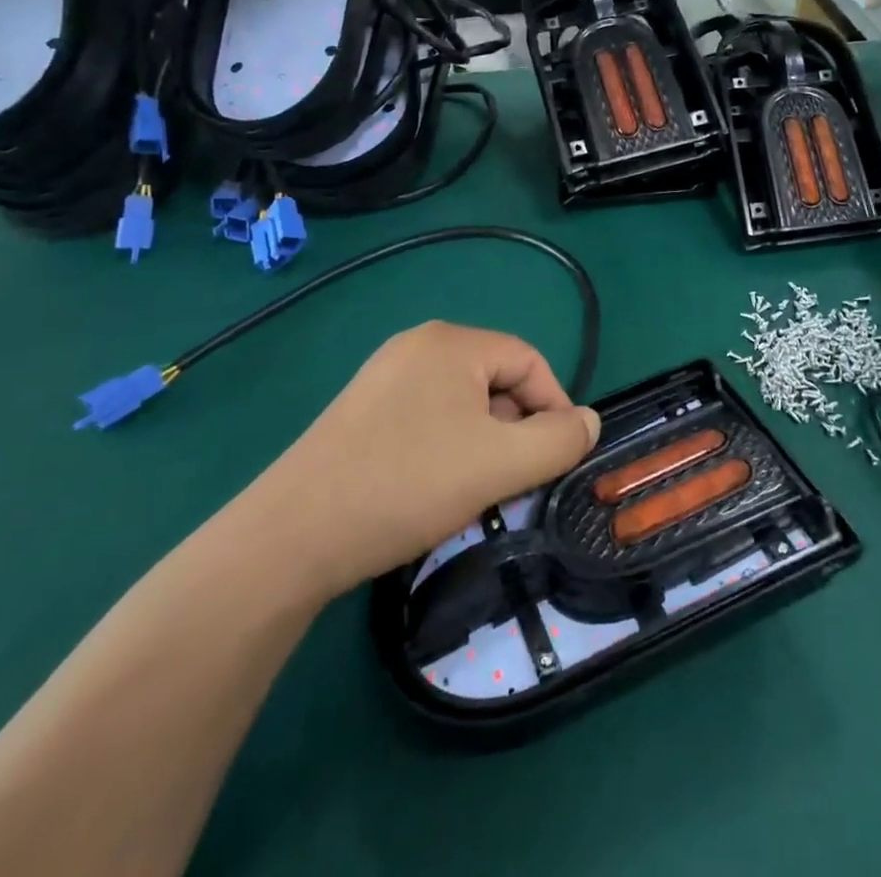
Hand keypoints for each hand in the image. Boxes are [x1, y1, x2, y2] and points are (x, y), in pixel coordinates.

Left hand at [253, 323, 599, 591]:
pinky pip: (426, 417)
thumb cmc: (408, 484)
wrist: (292, 536)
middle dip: (516, 428)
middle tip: (513, 481)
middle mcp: (418, 346)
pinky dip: (446, 447)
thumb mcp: (501, 464)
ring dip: (483, 442)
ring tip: (474, 490)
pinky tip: (432, 488)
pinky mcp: (361, 411)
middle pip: (495, 379)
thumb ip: (559, 440)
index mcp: (452, 343)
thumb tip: (588, 422)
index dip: (555, 406)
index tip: (556, 458)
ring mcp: (383, 376)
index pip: (529, 361)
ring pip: (462, 402)